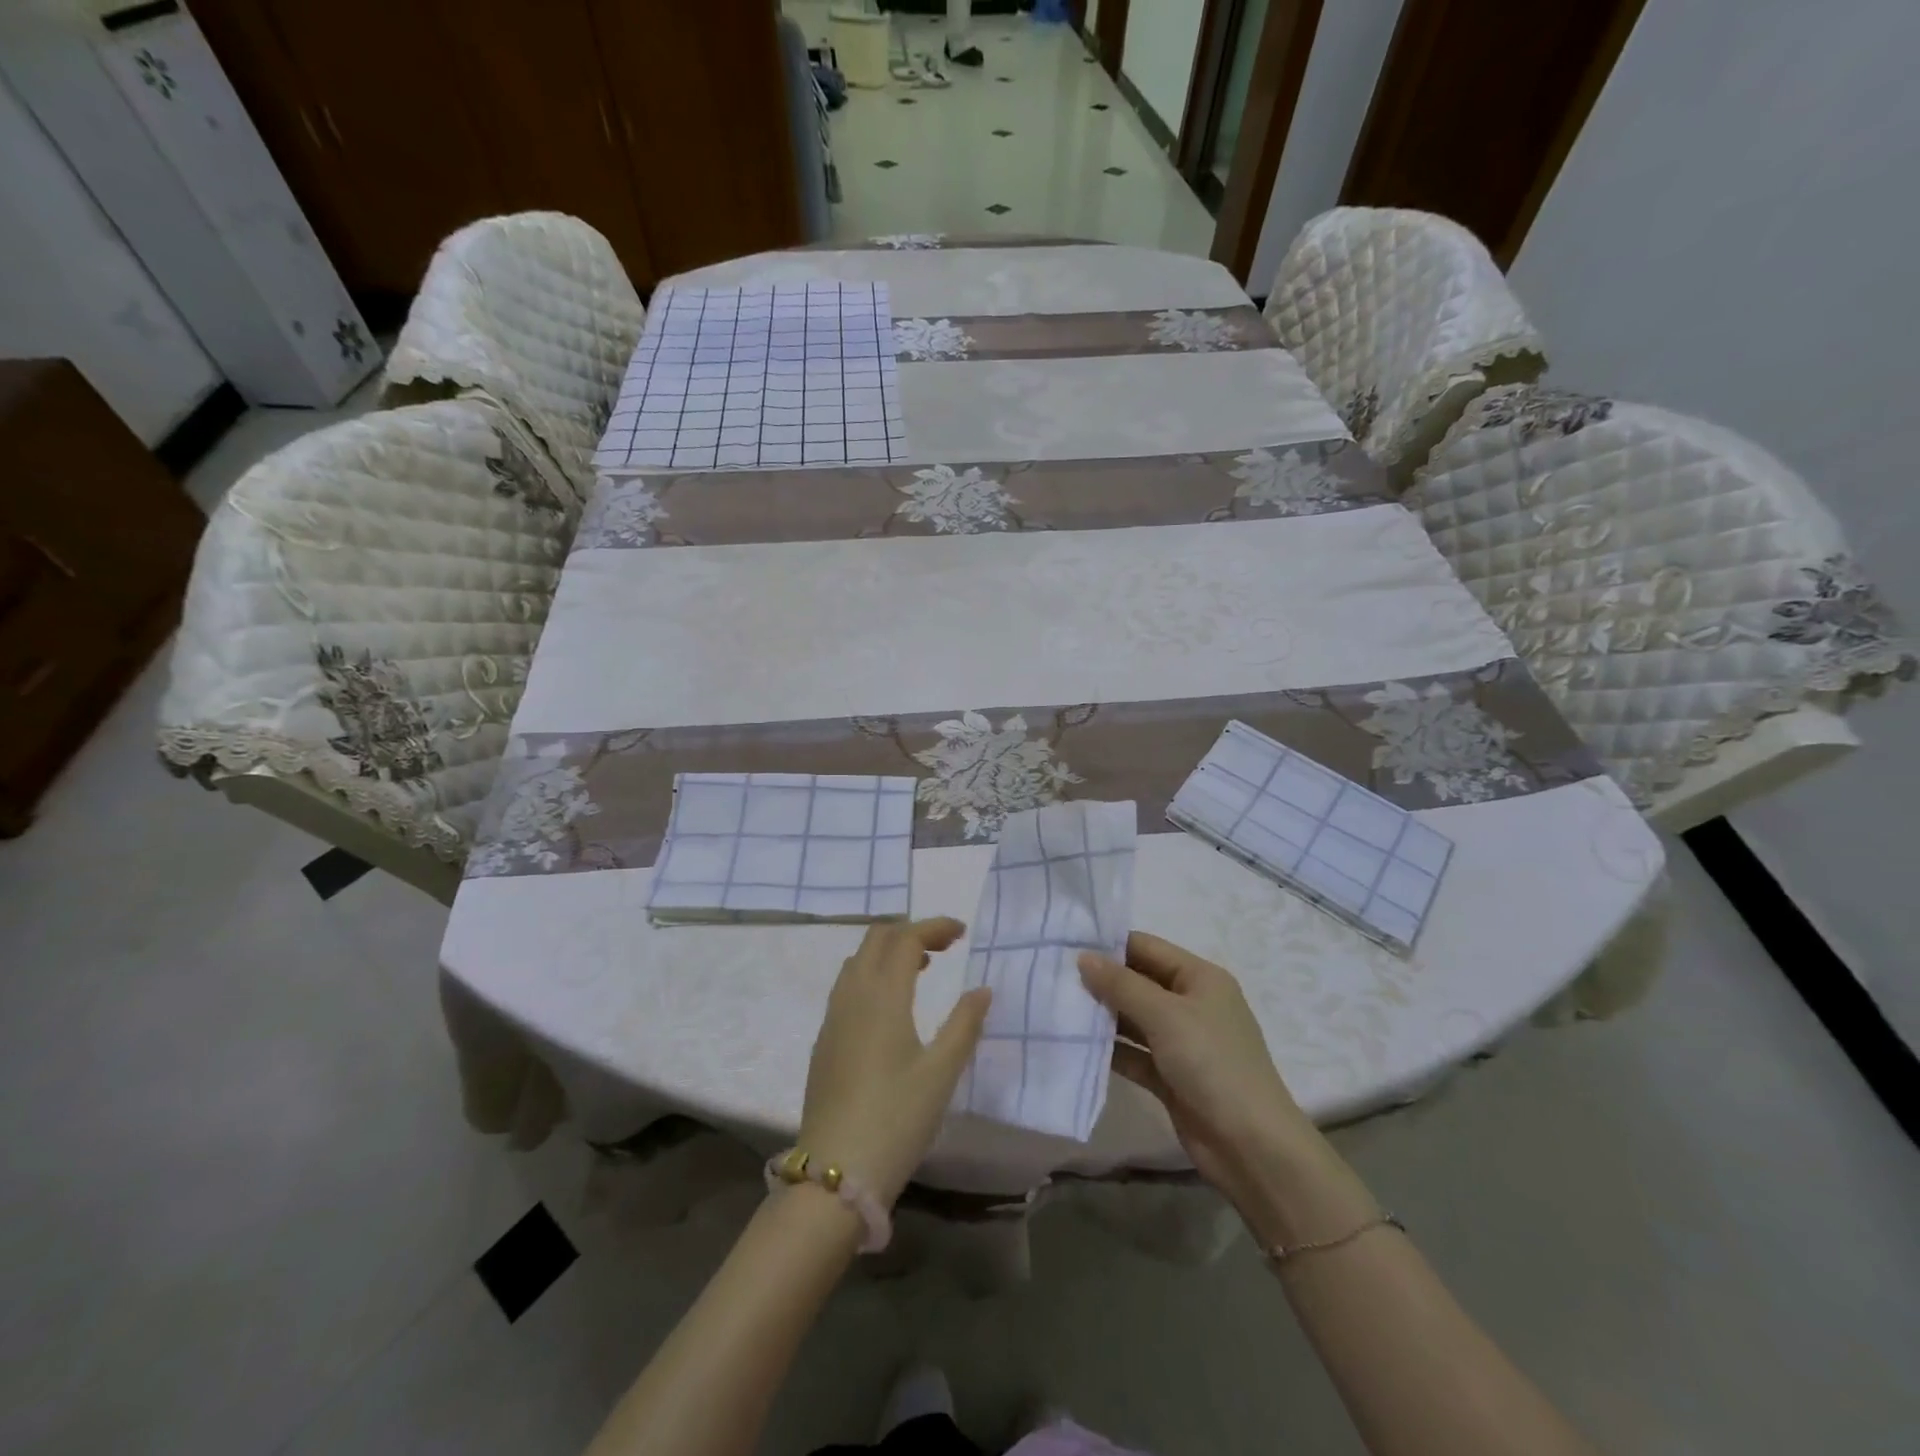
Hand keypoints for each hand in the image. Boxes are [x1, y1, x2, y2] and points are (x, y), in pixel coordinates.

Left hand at [799, 918, 990, 1205]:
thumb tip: (982, 990)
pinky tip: (890, 1005)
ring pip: (858, 961)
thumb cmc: (896, 1119)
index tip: (962, 932)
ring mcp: (832, 1018)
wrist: (834, 1173)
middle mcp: (852, 995)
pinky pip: (847, 986)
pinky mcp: (824, 1041)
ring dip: (888, 951)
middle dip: (910, 932)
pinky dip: (872, 974)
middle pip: (876, 939)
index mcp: (882, 996)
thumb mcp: (941, 1073)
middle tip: (944, 947)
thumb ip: (964, 1024)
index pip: (906, 938)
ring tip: (921, 969)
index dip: (934, 927)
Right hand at [1078, 932, 1329, 1229]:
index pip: (1146, 947)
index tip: (1064, 943)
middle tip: (1051, 975)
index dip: (1108, 944)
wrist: (1251, 1147)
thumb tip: (1083, 957)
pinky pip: (1133, 1053)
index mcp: (1200, 978)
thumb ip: (1122, 985)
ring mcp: (1181, 1042)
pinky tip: (1074, 1044)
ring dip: (1101, 1015)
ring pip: (1133, 1018)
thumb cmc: (1213, 1064)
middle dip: (1100, 980)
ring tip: (1054, 1005)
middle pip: (1138, 981)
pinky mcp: (1170, 1076)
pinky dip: (1109, 1049)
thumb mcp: (1166, 1015)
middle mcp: (1191, 1004)